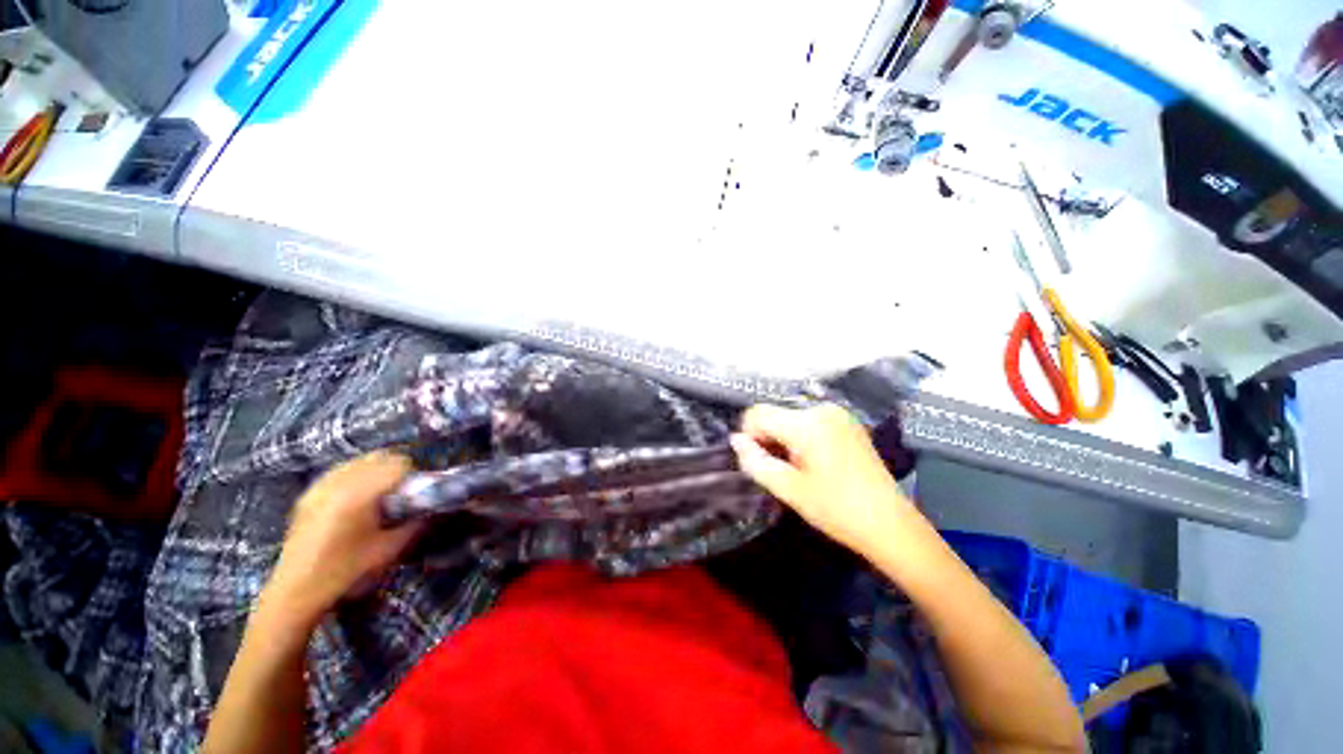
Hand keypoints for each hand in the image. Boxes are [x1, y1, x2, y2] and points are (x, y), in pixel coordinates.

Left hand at [259, 451, 422, 636]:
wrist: (295, 593)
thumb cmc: (345, 572)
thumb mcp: (389, 550)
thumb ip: (416, 523)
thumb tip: (435, 507)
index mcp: (358, 494)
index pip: (398, 464)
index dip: (413, 477)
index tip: (414, 496)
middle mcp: (338, 482)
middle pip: (381, 457)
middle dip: (396, 471)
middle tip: (399, 496)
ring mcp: (319, 486)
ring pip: (361, 461)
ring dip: (376, 472)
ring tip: (377, 498)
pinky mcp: (308, 494)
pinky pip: (341, 471)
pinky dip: (355, 477)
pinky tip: (355, 501)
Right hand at [731, 404, 921, 557]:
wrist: (890, 524)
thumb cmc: (836, 509)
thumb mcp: (788, 489)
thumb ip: (755, 461)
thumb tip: (736, 440)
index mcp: (806, 423)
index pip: (758, 413)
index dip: (750, 435)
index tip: (759, 461)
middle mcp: (821, 410)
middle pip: (775, 415)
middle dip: (769, 439)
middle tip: (782, 471)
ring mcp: (838, 414)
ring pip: (791, 418)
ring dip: (785, 439)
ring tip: (800, 469)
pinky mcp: (848, 423)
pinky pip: (811, 422)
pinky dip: (802, 437)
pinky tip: (816, 462)